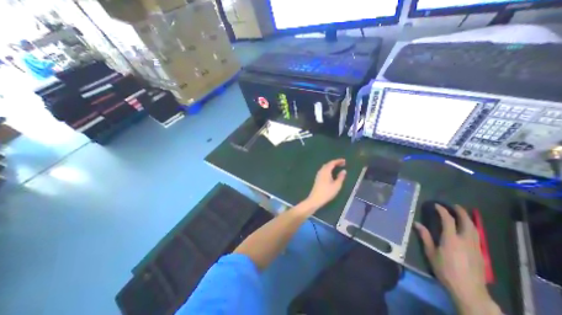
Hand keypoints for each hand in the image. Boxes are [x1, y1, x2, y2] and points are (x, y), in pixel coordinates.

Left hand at [306, 159, 344, 211]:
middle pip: (328, 164)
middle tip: (342, 164)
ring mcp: (318, 174)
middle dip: (335, 163)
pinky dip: (328, 169)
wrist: (315, 199)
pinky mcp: (317, 178)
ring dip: (331, 166)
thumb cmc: (327, 192)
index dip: (338, 161)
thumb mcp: (336, 185)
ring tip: (338, 167)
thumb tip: (343, 171)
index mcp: (326, 171)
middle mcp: (321, 171)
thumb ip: (341, 177)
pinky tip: (331, 173)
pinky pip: (324, 170)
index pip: (332, 163)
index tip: (344, 161)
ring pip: (325, 167)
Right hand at [414, 206, 496, 312]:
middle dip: (461, 213)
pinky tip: (468, 229)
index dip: (442, 211)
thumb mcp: (431, 253)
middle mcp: (465, 240)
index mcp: (451, 239)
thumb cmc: (445, 270)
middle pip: (467, 223)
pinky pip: (477, 236)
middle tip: (455, 206)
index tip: (437, 205)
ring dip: (468, 220)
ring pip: (475, 229)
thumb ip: (425, 237)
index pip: (448, 220)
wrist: (468, 290)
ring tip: (462, 214)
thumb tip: (417, 224)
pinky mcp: (480, 253)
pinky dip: (472, 228)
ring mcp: (475, 247)